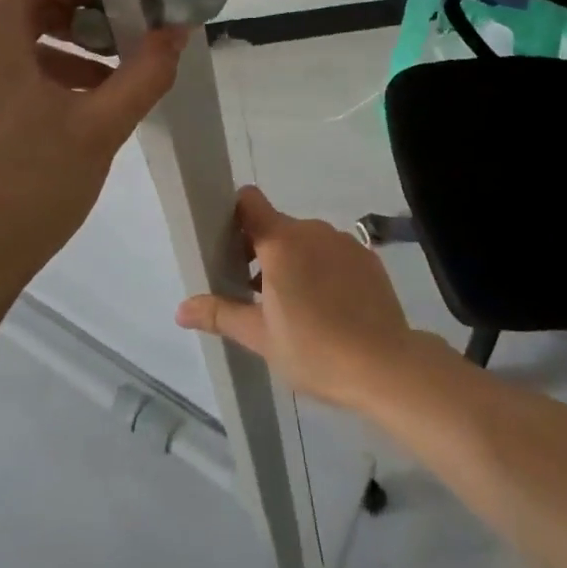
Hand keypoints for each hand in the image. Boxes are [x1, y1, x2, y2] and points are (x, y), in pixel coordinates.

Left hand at [0, 0, 189, 306]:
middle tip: (122, 42)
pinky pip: (2, 67)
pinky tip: (76, 111)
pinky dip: (42, 73)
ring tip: (109, 84)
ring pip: (16, 36)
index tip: (110, 1)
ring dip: (66, 47)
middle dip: (79, 13)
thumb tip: (177, 31)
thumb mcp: (101, 128)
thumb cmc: (30, 188)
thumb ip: (146, 72)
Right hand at [175, 187, 418, 410]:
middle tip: (256, 294)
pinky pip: (333, 253)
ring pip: (306, 240)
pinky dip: (323, 269)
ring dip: (293, 261)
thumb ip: (221, 314)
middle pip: (276, 226)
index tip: (229, 247)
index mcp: (281, 242)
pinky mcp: (367, 257)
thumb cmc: (315, 350)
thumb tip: (180, 309)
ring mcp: (343, 241)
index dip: (235, 216)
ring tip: (294, 307)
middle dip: (261, 251)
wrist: (386, 366)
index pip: (249, 201)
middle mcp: (312, 230)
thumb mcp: (261, 337)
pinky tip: (329, 308)